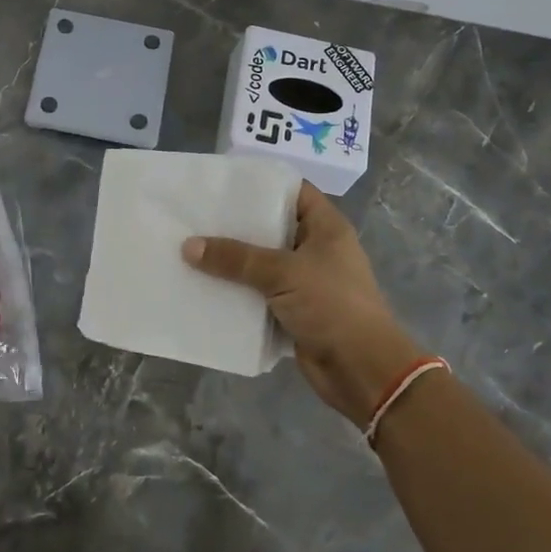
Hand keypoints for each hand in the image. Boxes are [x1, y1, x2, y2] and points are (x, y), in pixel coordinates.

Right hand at [183, 183, 424, 425]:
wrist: (362, 370)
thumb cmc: (332, 306)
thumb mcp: (283, 273)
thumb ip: (236, 258)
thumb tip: (188, 246)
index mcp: (326, 227)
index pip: (294, 190)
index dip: (262, 182)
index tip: (224, 181)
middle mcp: (315, 249)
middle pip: (271, 227)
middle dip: (236, 224)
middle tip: (196, 215)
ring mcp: (304, 281)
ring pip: (261, 263)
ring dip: (232, 261)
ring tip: (190, 248)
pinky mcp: (292, 311)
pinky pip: (258, 294)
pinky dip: (236, 291)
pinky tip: (204, 285)